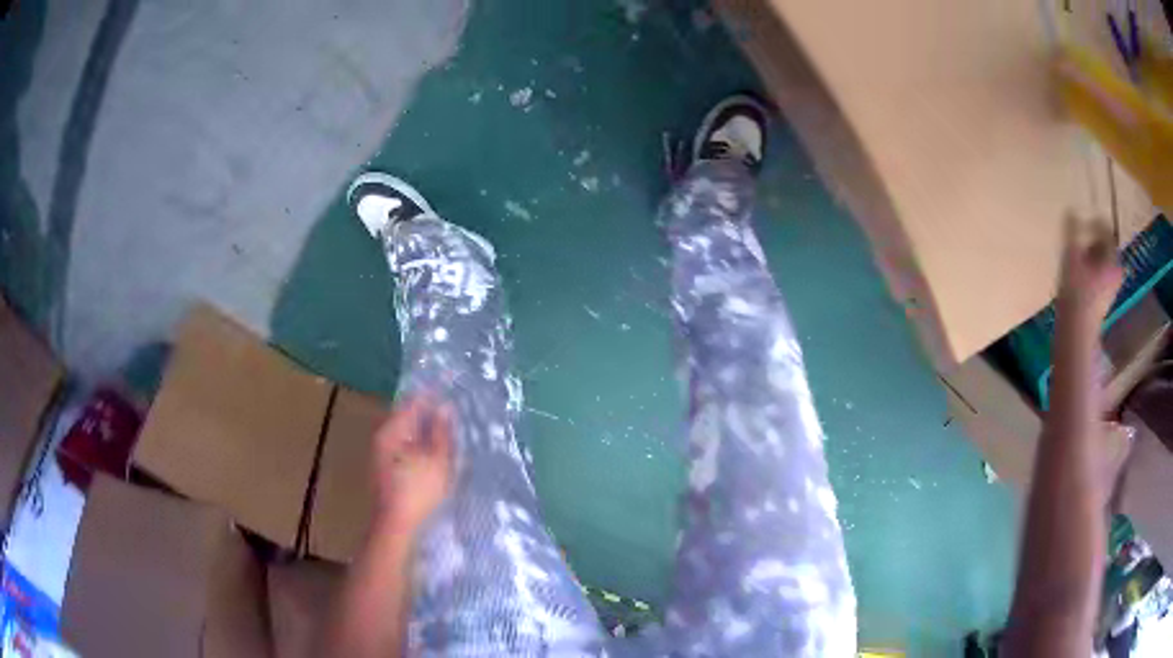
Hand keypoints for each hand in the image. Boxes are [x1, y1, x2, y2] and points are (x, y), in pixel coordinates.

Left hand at [371, 396, 454, 534]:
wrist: (396, 526)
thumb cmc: (418, 491)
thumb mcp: (437, 459)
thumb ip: (441, 431)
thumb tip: (444, 407)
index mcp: (392, 430)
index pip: (412, 401)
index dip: (433, 395)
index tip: (453, 391)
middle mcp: (383, 438)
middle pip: (407, 417)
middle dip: (430, 415)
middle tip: (455, 416)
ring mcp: (382, 455)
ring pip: (407, 434)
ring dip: (426, 433)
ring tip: (449, 436)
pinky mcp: (386, 471)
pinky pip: (405, 448)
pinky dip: (420, 447)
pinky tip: (435, 457)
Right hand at [1057, 217, 1123, 322]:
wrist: (1077, 335)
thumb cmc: (1077, 293)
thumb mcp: (1072, 257)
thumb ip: (1072, 231)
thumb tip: (1070, 210)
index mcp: (1113, 259)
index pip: (1106, 230)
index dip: (1092, 222)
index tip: (1079, 223)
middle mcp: (1116, 272)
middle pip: (1105, 246)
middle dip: (1091, 241)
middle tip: (1077, 241)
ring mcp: (1111, 288)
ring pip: (1101, 261)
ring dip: (1088, 255)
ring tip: (1075, 258)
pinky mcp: (1103, 300)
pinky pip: (1098, 275)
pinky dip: (1089, 270)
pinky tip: (1077, 276)